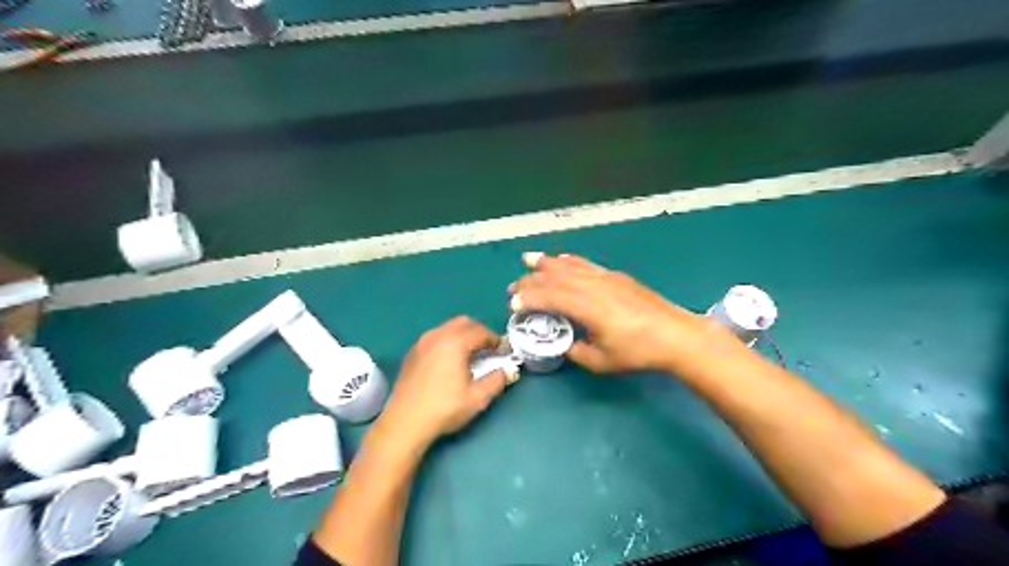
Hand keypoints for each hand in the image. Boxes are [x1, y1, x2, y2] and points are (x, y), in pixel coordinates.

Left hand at [377, 316, 518, 453]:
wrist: (404, 423)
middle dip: (480, 333)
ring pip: (449, 327)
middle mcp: (437, 335)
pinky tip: (451, 361)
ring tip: (471, 356)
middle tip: (489, 351)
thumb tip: (507, 370)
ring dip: (464, 336)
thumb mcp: (477, 398)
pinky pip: (436, 336)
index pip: (481, 331)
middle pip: (464, 323)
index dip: (496, 340)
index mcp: (454, 342)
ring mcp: (422, 342)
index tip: (504, 352)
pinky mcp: (413, 352)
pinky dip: (449, 341)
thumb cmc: (444, 409)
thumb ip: (497, 380)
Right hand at [508, 255, 729, 373]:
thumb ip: (577, 352)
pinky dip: (570, 260)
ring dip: (547, 263)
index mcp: (588, 307)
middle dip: (531, 280)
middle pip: (555, 277)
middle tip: (513, 286)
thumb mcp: (602, 362)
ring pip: (570, 265)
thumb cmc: (639, 352)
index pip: (550, 297)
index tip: (513, 305)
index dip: (529, 299)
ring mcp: (606, 278)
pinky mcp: (616, 276)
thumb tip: (565, 344)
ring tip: (528, 259)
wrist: (676, 335)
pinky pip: (586, 264)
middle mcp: (593, 286)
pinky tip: (562, 259)